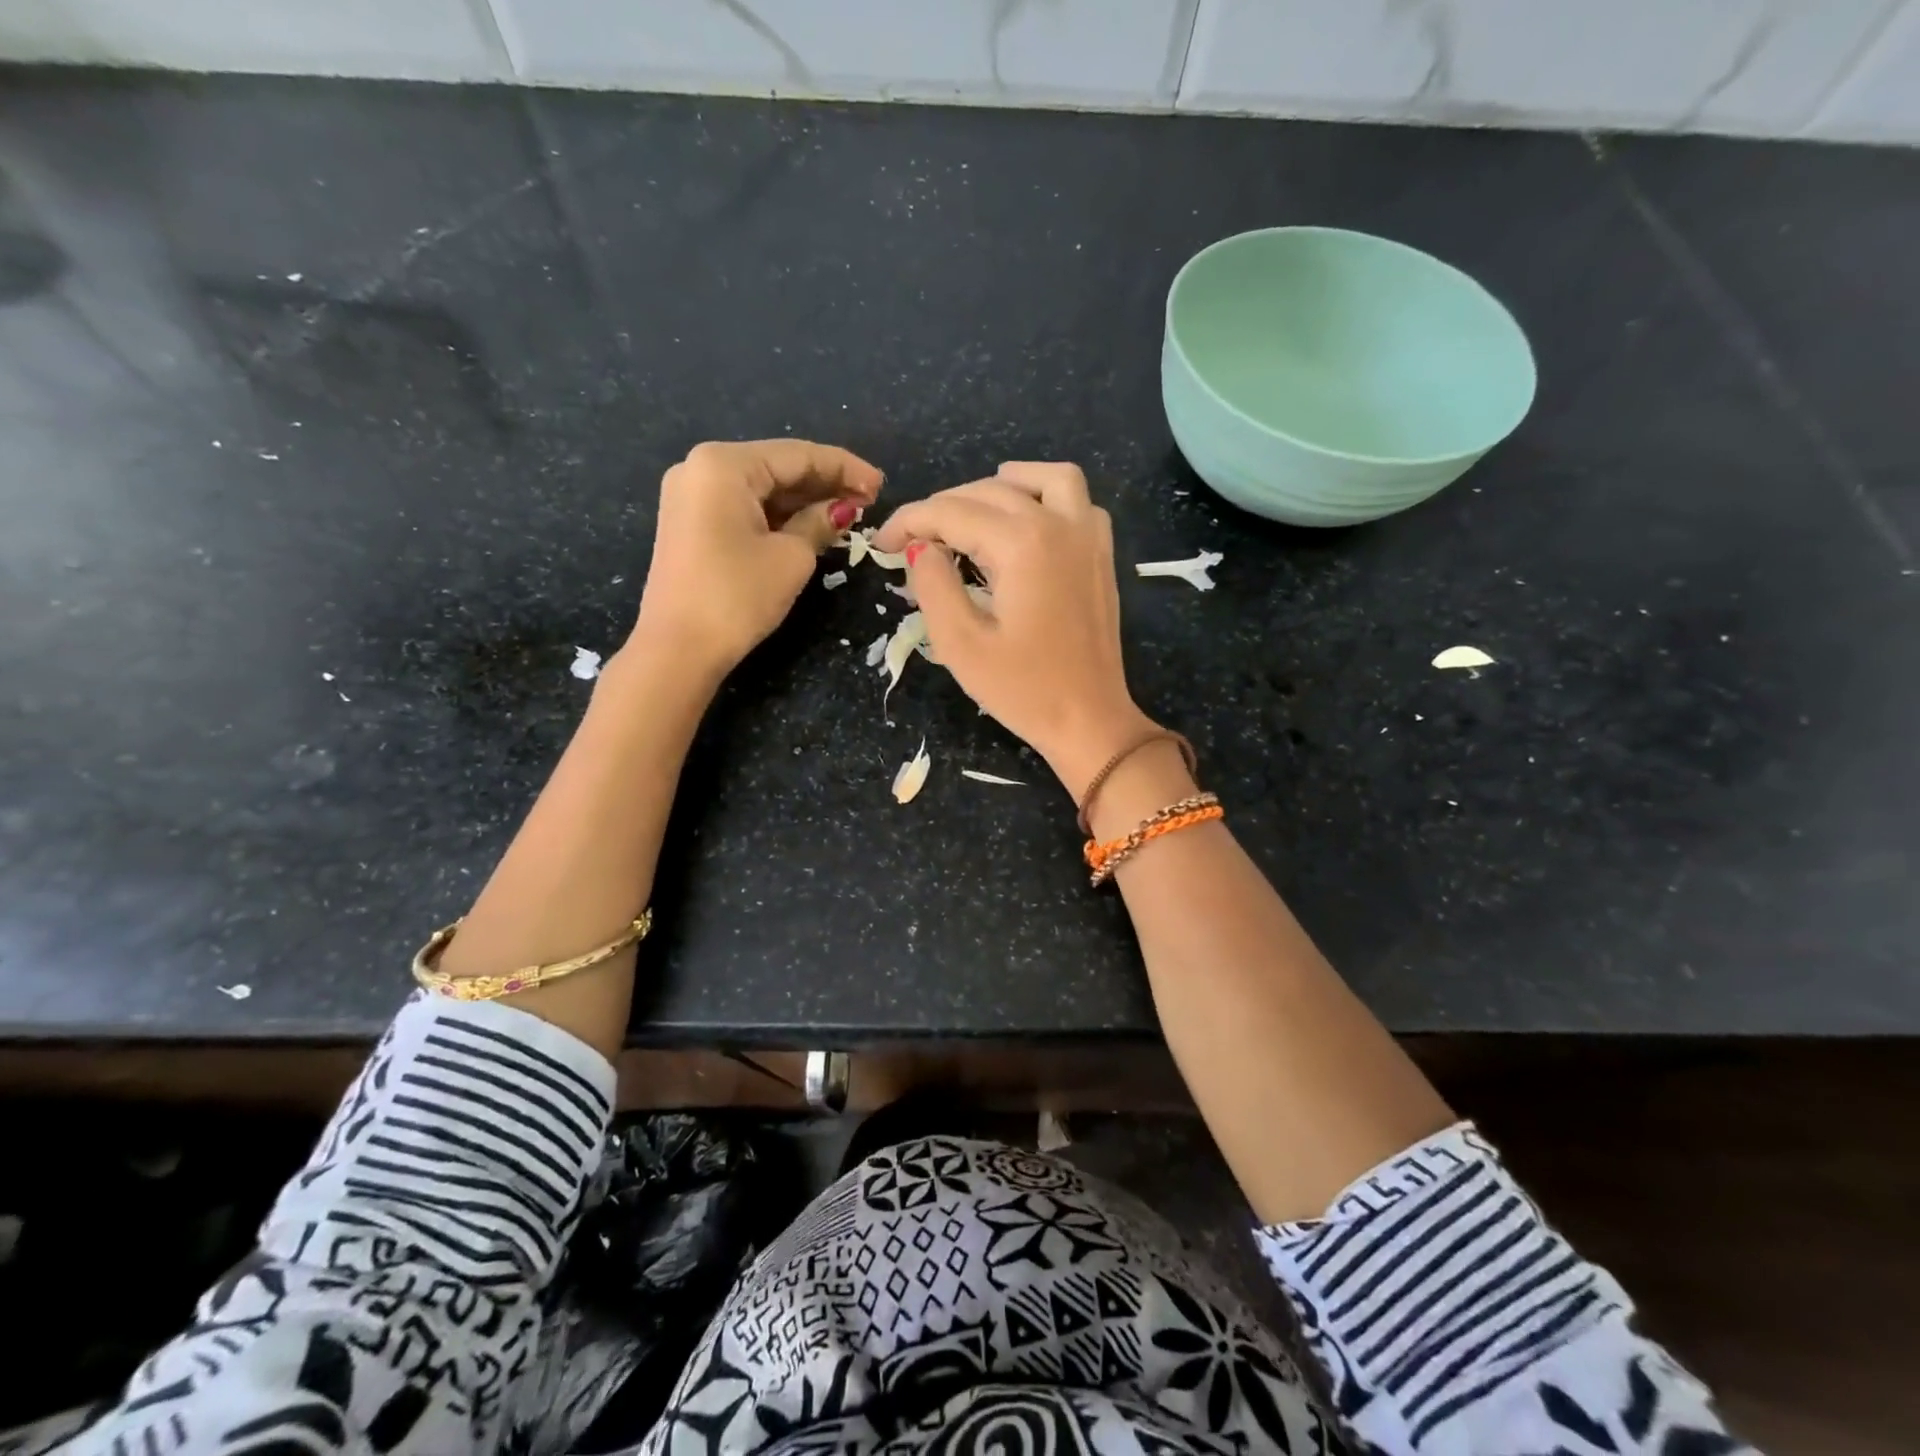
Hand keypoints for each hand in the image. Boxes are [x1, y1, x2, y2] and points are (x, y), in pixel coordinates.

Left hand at [635, 439, 882, 671]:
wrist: (677, 649)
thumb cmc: (737, 596)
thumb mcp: (791, 557)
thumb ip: (819, 523)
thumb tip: (842, 509)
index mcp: (724, 464)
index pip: (798, 455)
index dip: (845, 468)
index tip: (881, 485)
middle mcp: (701, 468)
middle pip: (777, 467)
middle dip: (825, 483)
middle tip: (869, 500)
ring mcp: (691, 496)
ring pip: (762, 489)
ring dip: (804, 501)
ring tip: (848, 513)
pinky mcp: (691, 524)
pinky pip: (744, 508)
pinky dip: (779, 516)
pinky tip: (811, 524)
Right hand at [871, 461, 1156, 796]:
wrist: (1089, 719)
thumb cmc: (1023, 690)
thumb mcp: (961, 645)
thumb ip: (933, 585)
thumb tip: (921, 547)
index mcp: (1022, 544)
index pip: (952, 512)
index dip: (909, 521)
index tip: (882, 543)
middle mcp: (1059, 525)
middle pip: (990, 491)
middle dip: (943, 507)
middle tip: (912, 541)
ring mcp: (1088, 538)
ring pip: (1046, 479)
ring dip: (1003, 483)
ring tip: (970, 508)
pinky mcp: (1102, 556)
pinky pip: (1079, 502)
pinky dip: (1049, 497)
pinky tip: (1028, 521)